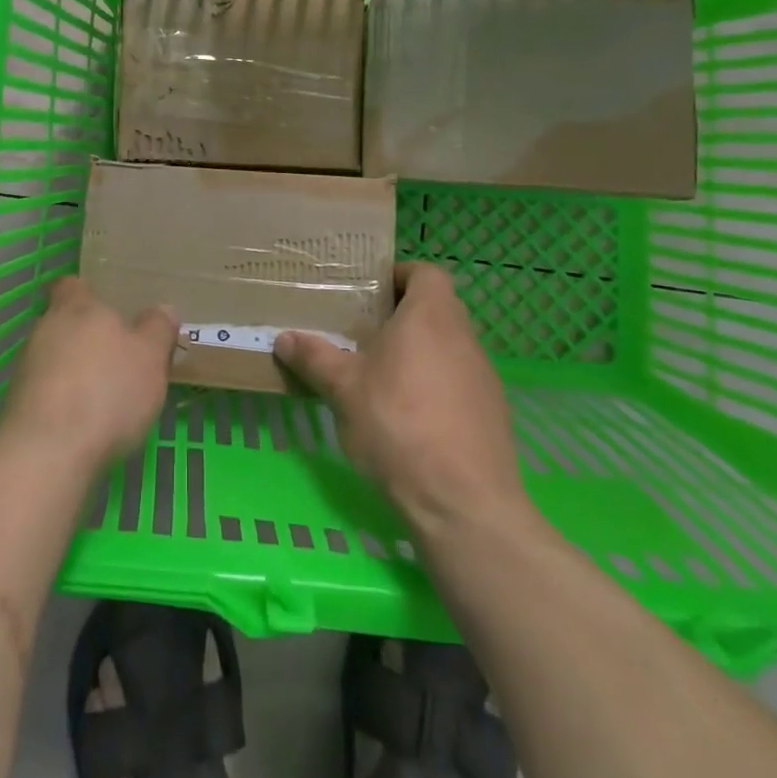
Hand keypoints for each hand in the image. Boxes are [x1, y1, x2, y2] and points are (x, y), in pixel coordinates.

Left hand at [0, 277, 176, 475]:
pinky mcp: (17, 405)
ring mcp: (26, 367)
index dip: (88, 293)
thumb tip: (163, 309)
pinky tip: (84, 423)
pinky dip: (62, 401)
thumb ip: (157, 329)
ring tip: (103, 396)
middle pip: (64, 322)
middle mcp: (45, 328)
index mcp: (77, 306)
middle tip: (117, 357)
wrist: (48, 453)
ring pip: (53, 357)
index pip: (73, 285)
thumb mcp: (150, 357)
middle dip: (86, 337)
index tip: (108, 308)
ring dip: (73, 371)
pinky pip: (45, 391)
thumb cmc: (106, 391)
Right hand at [274, 263, 530, 534]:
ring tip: (380, 376)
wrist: (464, 505)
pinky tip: (409, 418)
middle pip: (436, 309)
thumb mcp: (344, 389)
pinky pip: (459, 383)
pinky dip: (435, 387)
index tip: (369, 293)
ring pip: (447, 347)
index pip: (426, 273)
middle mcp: (464, 338)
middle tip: (363, 333)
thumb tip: (284, 338)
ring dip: (418, 353)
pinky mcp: (492, 414)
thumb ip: (315, 358)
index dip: (399, 275)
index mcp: (431, 316)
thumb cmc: (399, 425)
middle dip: (401, 317)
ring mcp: (484, 377)